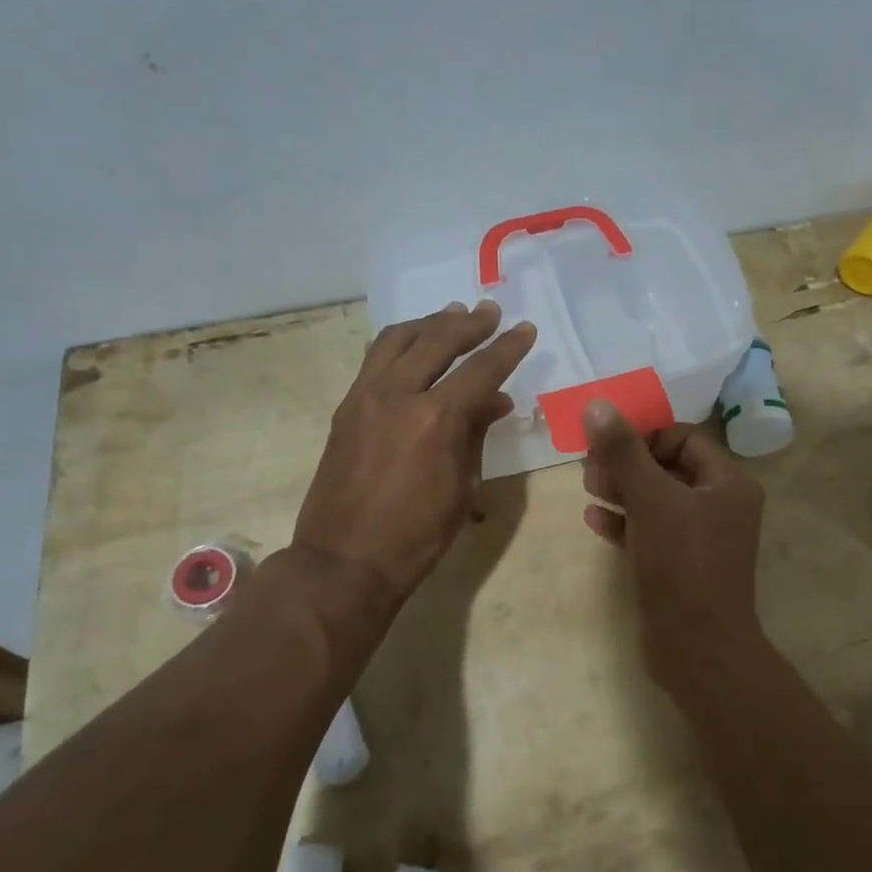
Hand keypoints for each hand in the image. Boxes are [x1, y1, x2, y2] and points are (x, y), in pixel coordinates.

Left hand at [295, 300, 535, 604]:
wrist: (346, 560)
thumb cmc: (417, 534)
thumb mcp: (463, 486)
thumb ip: (476, 433)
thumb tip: (495, 400)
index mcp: (436, 418)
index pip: (481, 369)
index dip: (507, 347)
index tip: (525, 329)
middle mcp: (398, 394)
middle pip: (437, 341)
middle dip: (469, 323)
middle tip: (490, 311)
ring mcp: (365, 397)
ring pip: (398, 339)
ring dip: (429, 323)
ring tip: (451, 314)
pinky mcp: (346, 407)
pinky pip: (374, 359)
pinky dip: (399, 342)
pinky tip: (413, 342)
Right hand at [581, 400, 764, 685]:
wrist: (697, 649)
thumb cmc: (682, 564)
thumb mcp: (651, 499)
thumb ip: (624, 452)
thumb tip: (598, 406)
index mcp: (727, 483)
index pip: (683, 438)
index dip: (645, 435)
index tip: (607, 442)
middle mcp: (719, 505)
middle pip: (666, 466)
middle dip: (627, 463)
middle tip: (591, 467)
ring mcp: (699, 537)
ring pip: (655, 498)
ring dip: (622, 489)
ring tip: (589, 487)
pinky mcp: (679, 564)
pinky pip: (649, 530)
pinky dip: (624, 521)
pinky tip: (594, 519)